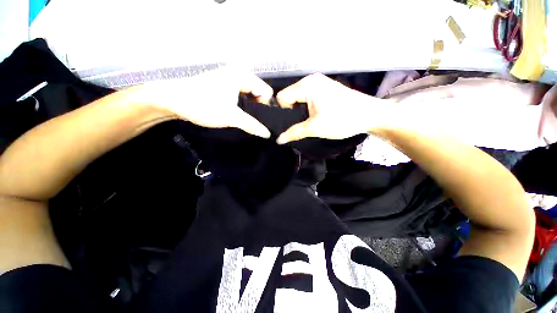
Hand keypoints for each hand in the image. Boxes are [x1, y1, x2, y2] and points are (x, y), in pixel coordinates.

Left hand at [139, 68, 272, 137]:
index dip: (265, 107)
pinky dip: (242, 105)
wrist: (173, 100)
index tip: (259, 119)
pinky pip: (241, 96)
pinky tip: (237, 114)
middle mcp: (239, 74)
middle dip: (257, 108)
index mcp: (243, 76)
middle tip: (252, 122)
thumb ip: (252, 125)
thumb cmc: (203, 105)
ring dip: (249, 108)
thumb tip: (268, 134)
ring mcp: (231, 79)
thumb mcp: (231, 117)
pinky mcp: (224, 85)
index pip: (266, 92)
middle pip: (259, 93)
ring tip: (244, 119)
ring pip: (250, 95)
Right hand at [276, 73, 379, 143]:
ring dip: (300, 111)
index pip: (282, 97)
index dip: (284, 112)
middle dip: (292, 112)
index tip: (295, 123)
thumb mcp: (315, 128)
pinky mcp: (325, 89)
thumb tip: (279, 140)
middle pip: (290, 96)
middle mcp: (311, 80)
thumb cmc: (342, 119)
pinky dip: (307, 108)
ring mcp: (319, 83)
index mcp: (307, 85)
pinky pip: (308, 98)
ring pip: (299, 98)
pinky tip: (316, 116)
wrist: (370, 115)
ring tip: (309, 121)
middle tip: (302, 124)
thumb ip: (294, 133)